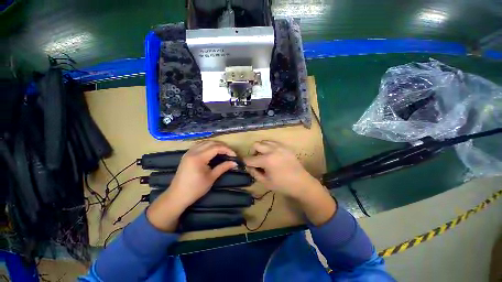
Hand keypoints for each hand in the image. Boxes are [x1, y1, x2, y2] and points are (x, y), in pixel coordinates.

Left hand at [169, 141, 237, 206]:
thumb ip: (223, 167)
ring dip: (215, 144)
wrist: (177, 196)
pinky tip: (212, 151)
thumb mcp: (211, 178)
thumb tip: (235, 163)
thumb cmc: (195, 189)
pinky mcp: (187, 154)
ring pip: (205, 142)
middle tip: (230, 153)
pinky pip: (199, 145)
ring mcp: (188, 152)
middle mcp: (193, 151)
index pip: (216, 148)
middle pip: (211, 143)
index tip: (234, 155)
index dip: (227, 150)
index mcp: (198, 158)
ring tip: (223, 151)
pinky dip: (208, 146)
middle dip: (222, 146)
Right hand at [243, 141, 319, 198]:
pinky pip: (273, 142)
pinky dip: (269, 147)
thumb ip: (254, 173)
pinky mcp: (285, 146)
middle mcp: (272, 150)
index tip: (247, 165)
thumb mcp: (265, 182)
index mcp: (266, 160)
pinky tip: (273, 155)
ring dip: (261, 148)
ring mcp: (279, 146)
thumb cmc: (283, 185)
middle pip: (256, 144)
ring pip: (264, 141)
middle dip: (253, 152)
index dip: (245, 162)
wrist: (302, 183)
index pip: (249, 159)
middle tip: (257, 160)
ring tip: (265, 157)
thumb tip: (248, 166)